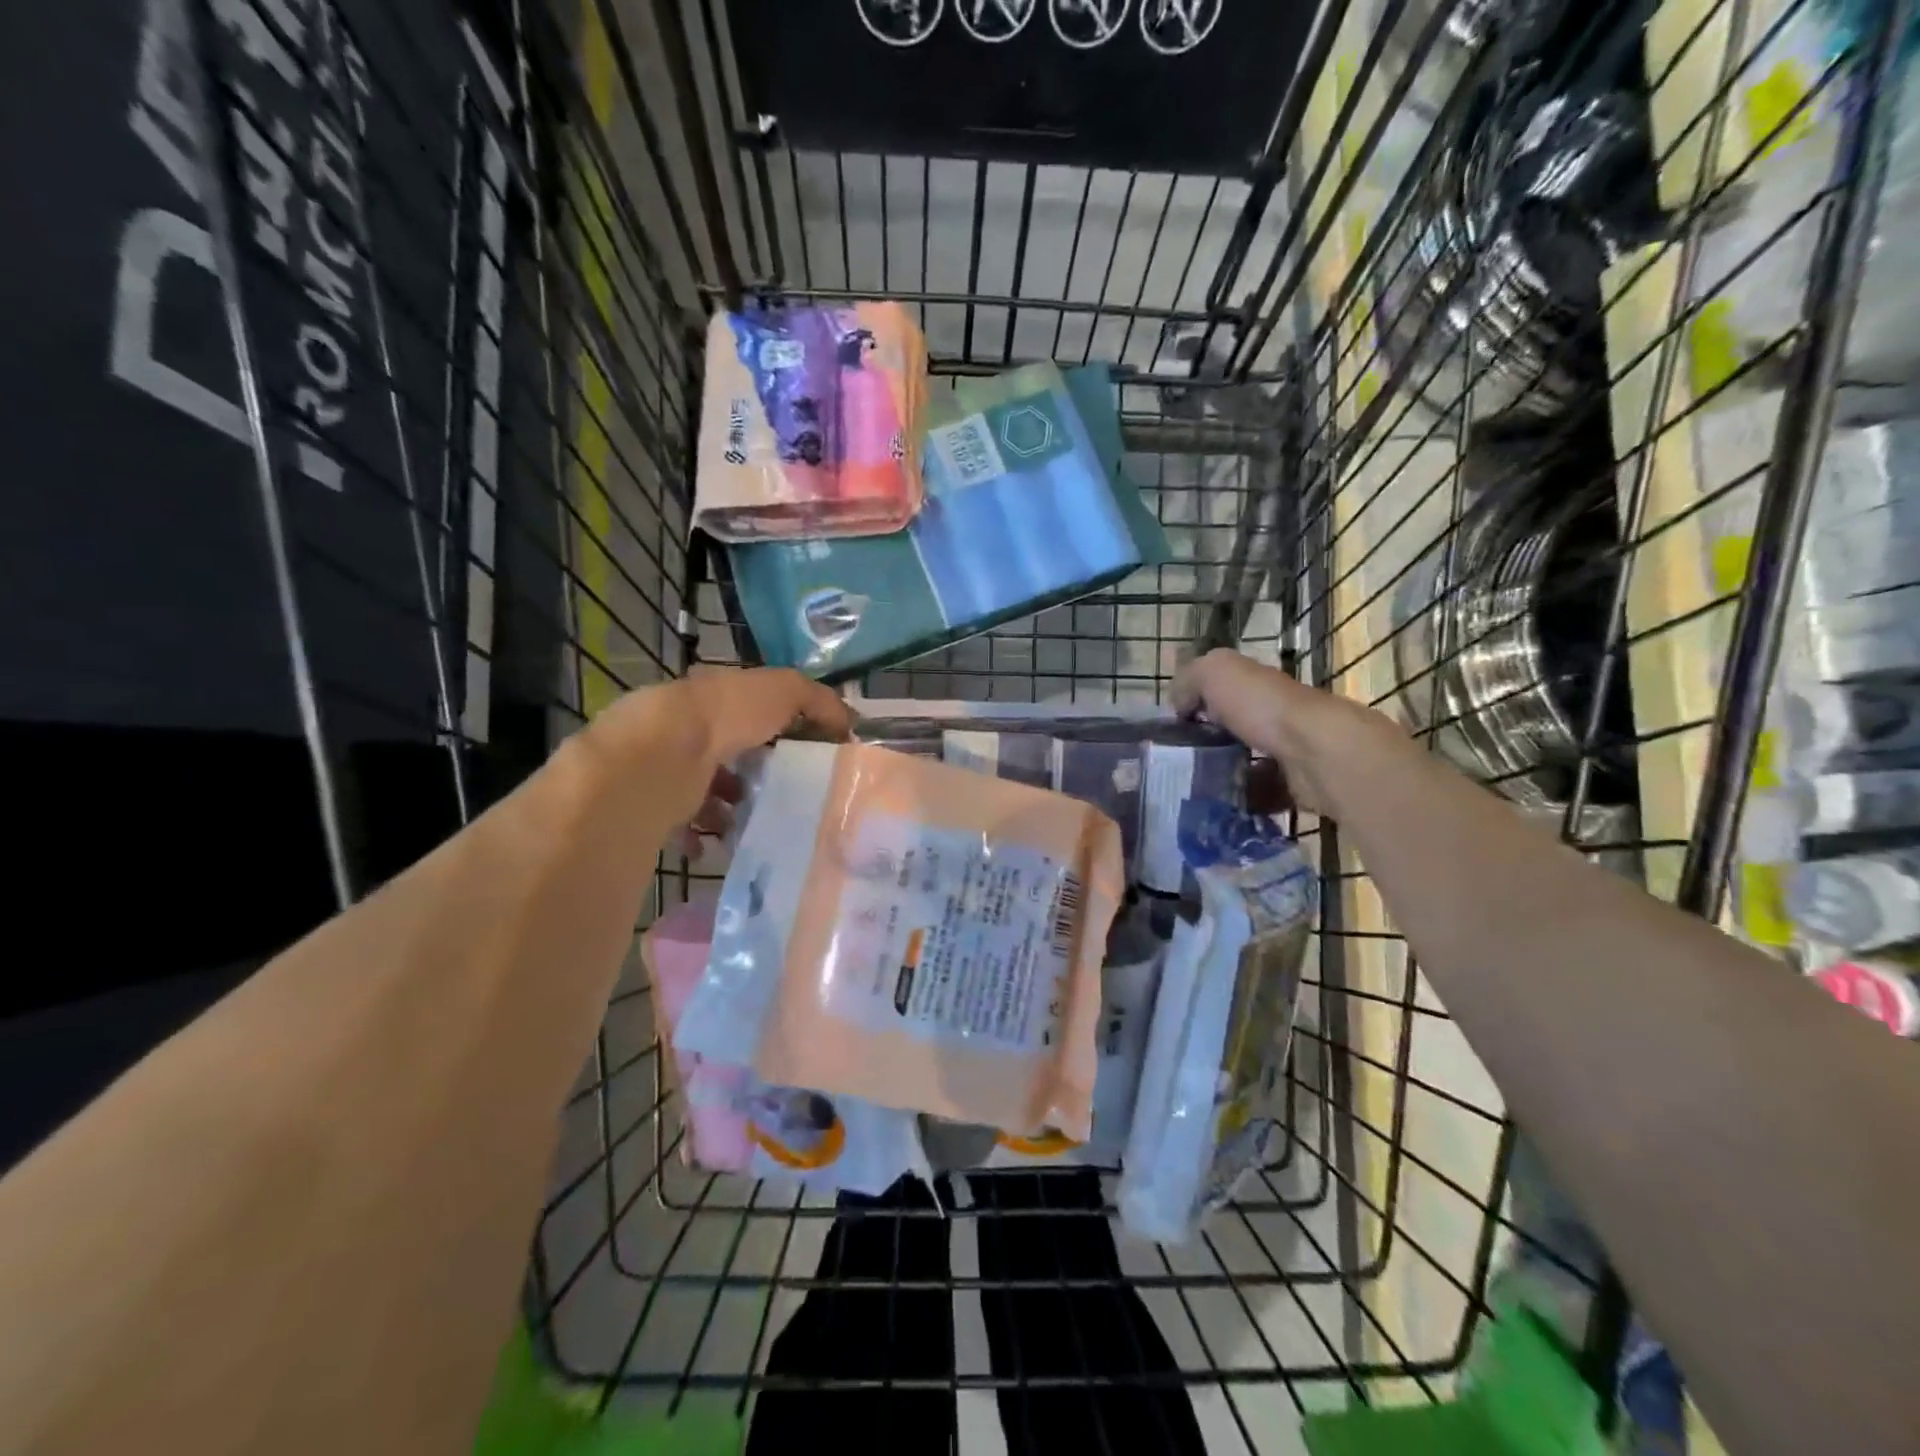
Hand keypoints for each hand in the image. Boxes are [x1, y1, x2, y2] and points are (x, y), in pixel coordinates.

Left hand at [582, 666, 853, 846]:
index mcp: (716, 696)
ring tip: (755, 824)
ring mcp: (666, 764)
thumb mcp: (785, 692)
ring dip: (727, 807)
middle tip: (782, 795)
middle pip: (725, 752)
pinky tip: (719, 844)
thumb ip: (818, 701)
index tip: (804, 756)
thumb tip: (848, 722)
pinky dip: (699, 836)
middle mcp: (687, 727)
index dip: (778, 728)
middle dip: (751, 773)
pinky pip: (679, 823)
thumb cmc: (727, 715)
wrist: (663, 753)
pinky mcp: (653, 801)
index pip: (750, 710)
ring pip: (702, 789)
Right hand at [1171, 648, 1404, 815]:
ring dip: (1221, 779)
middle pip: (1232, 732)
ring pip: (1245, 766)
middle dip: (1205, 748)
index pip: (1221, 693)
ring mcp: (1289, 753)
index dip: (1195, 707)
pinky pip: (1262, 796)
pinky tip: (1219, 809)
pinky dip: (1242, 803)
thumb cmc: (1263, 707)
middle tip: (1176, 768)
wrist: (1316, 753)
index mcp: (1255, 686)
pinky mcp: (1297, 787)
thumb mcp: (1214, 672)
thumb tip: (1179, 706)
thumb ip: (1189, 679)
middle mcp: (1274, 715)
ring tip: (1192, 794)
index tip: (1170, 732)